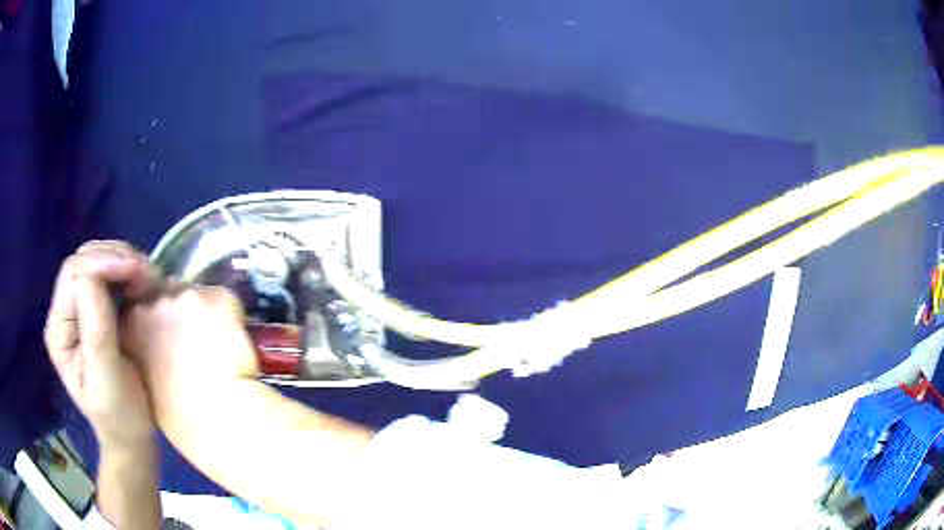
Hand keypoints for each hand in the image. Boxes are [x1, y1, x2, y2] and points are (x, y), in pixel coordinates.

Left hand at [44, 241, 161, 447]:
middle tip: (148, 272)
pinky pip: (109, 276)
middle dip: (114, 258)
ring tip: (150, 277)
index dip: (101, 264)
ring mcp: (80, 309)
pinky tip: (144, 283)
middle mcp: (65, 312)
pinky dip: (128, 272)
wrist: (131, 434)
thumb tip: (88, 278)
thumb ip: (95, 331)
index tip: (137, 271)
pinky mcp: (97, 310)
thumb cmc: (119, 415)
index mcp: (59, 329)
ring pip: (97, 262)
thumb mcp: (106, 379)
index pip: (72, 274)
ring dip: (124, 261)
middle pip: (83, 260)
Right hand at [121, 285, 259, 427]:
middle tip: (196, 344)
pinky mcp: (217, 296)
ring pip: (198, 297)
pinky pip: (226, 302)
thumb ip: (143, 352)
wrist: (214, 414)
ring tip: (217, 349)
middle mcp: (154, 301)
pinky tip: (234, 347)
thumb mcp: (145, 382)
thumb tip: (158, 345)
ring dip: (205, 314)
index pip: (142, 306)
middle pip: (169, 294)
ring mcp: (186, 295)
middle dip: (180, 313)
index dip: (158, 321)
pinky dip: (232, 319)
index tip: (170, 339)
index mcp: (130, 324)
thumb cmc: (179, 415)